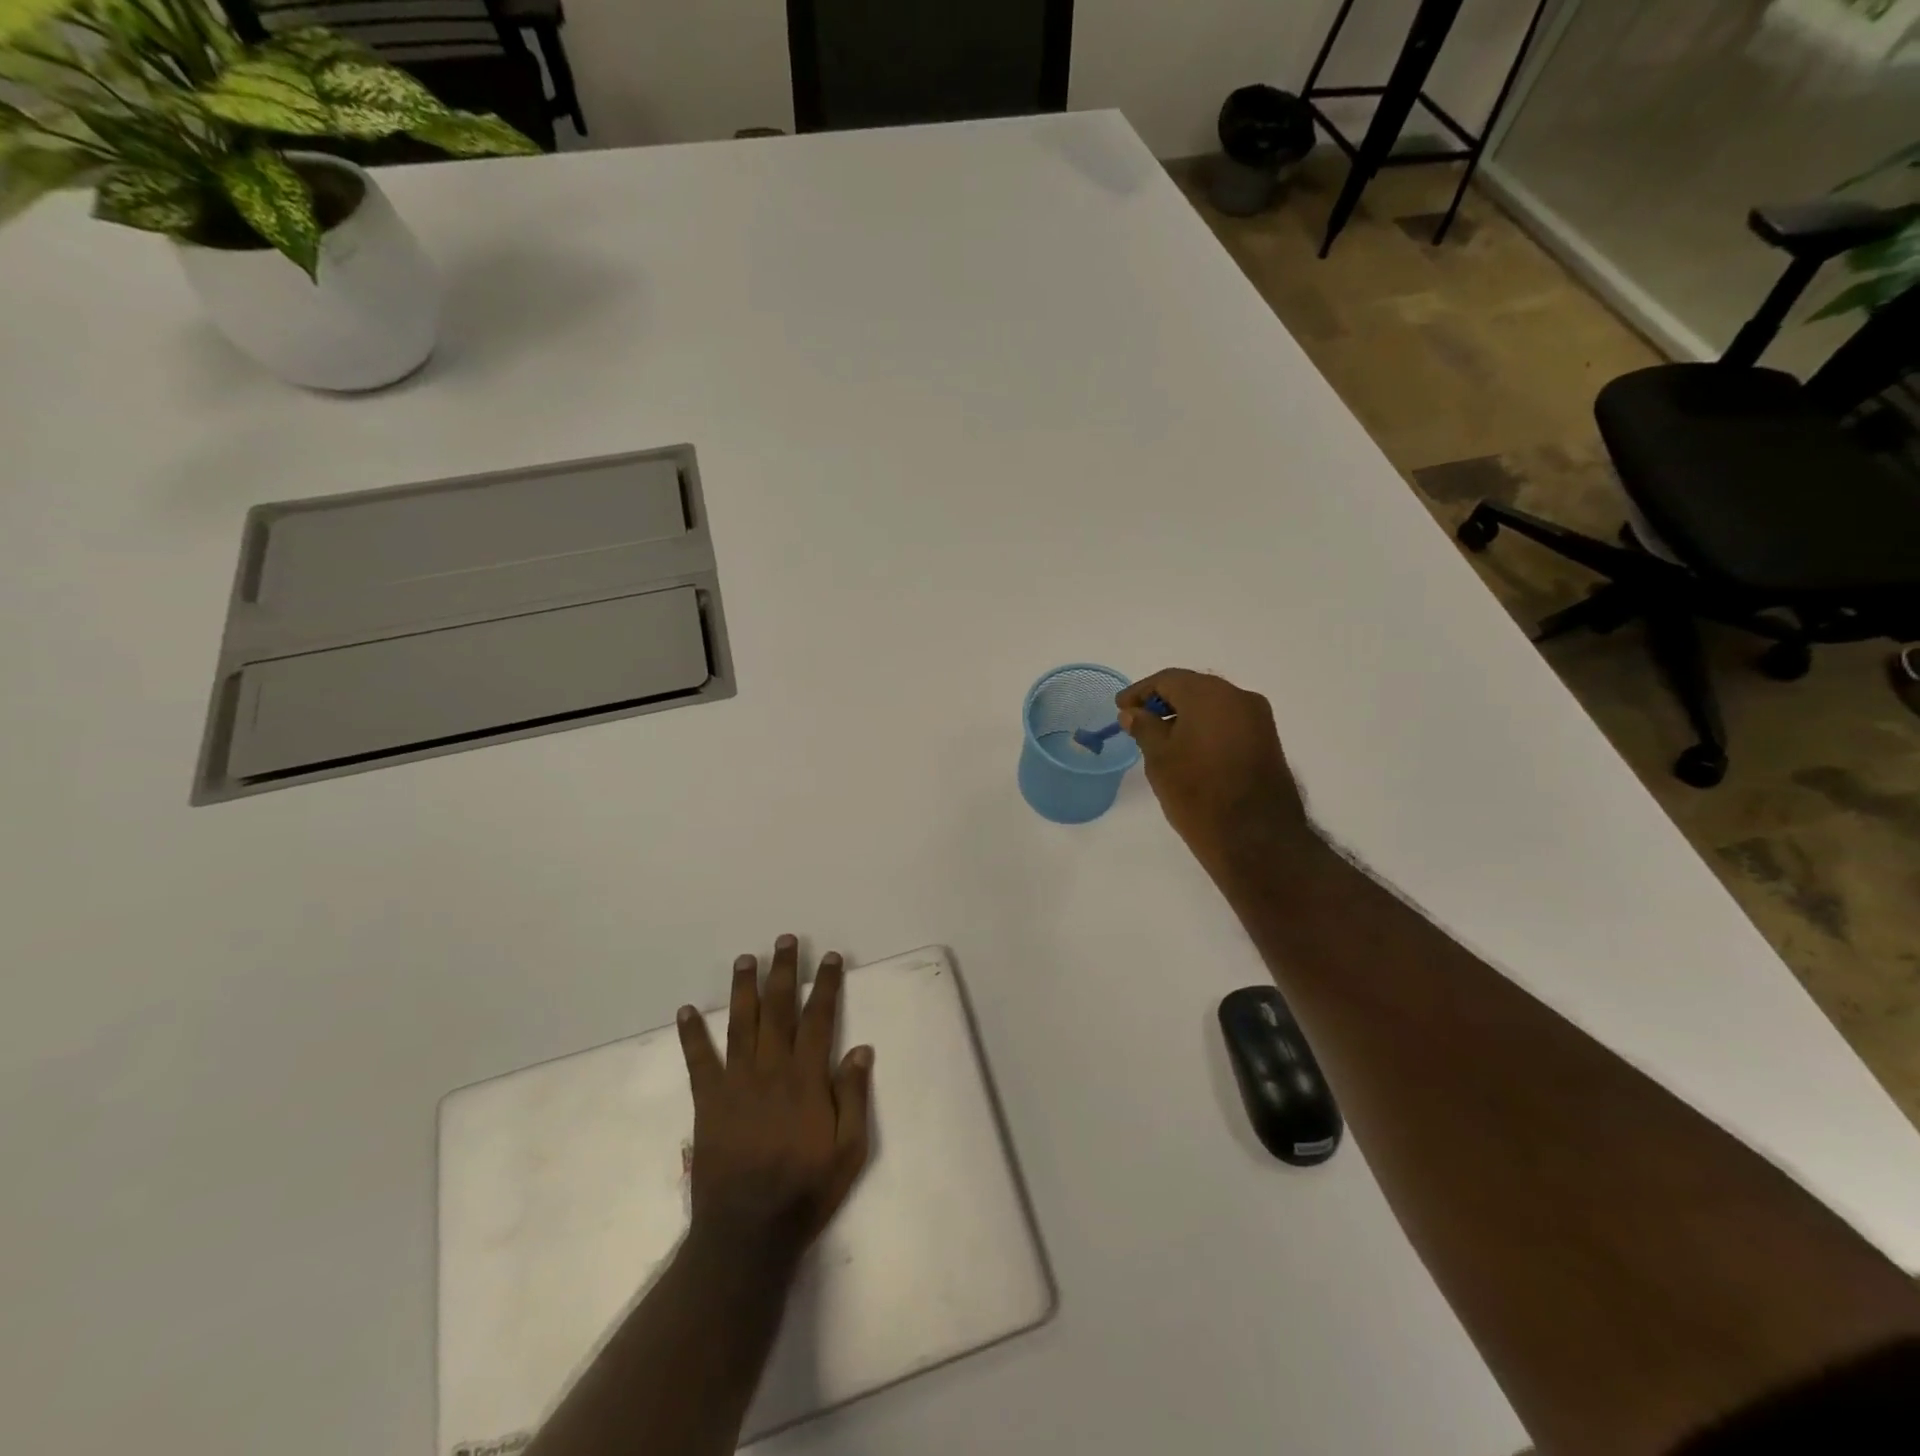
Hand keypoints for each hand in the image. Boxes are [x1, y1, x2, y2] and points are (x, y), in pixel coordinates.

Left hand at [676, 935, 874, 1264]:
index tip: (829, 957)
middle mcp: (772, 1069)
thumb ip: (854, 1097)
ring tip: (745, 958)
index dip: (825, 985)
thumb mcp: (849, 1150)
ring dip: (744, 988)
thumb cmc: (806, 1191)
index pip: (818, 1018)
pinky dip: (692, 1034)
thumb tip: (860, 1048)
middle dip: (783, 971)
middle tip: (784, 940)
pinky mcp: (709, 1102)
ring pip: (741, 1023)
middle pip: (779, 1009)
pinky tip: (686, 1010)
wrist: (748, 1232)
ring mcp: (737, 1083)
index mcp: (807, 1079)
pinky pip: (699, 1061)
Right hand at [1117, 669, 1321, 882]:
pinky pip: (1229, 721)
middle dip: (1164, 700)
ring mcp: (1258, 719)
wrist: (1255, 837)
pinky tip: (1189, 748)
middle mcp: (1239, 697)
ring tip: (1161, 737)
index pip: (1168, 680)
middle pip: (1194, 687)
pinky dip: (1206, 726)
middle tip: (1139, 719)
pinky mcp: (1267, 740)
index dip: (1140, 691)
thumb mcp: (1159, 758)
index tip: (1120, 708)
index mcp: (1210, 695)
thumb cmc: (1198, 793)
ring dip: (1187, 714)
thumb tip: (1134, 713)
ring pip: (1214, 704)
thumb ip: (1145, 727)